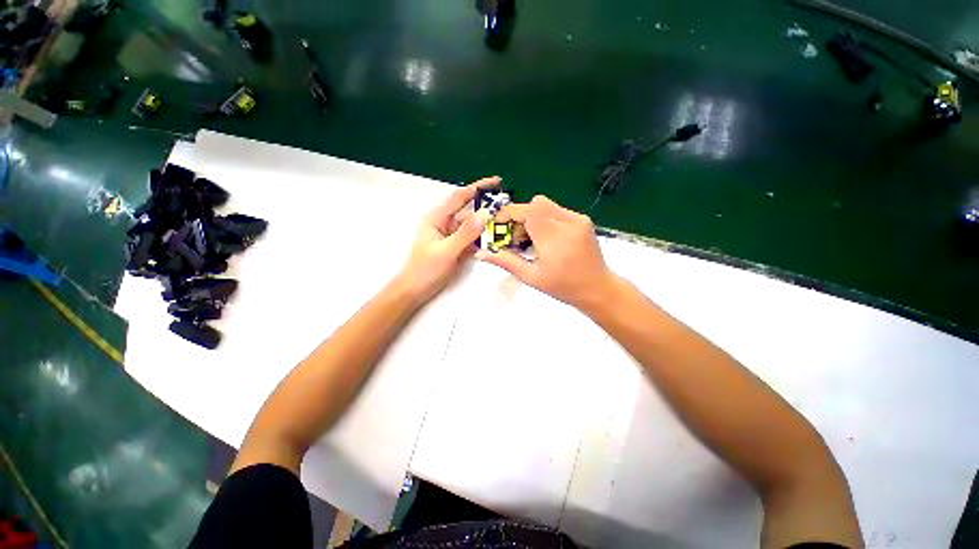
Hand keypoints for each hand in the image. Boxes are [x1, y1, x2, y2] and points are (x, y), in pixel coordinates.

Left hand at [396, 177, 499, 303]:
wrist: (415, 291)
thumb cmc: (425, 270)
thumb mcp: (446, 251)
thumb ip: (466, 233)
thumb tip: (486, 214)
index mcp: (438, 218)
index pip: (460, 197)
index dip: (478, 187)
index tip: (497, 182)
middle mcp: (446, 224)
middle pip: (469, 212)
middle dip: (487, 208)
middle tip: (509, 208)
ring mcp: (453, 237)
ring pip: (473, 227)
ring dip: (488, 225)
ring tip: (507, 224)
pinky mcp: (457, 248)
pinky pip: (473, 239)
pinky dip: (484, 238)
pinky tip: (497, 239)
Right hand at [475, 195, 616, 309]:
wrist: (597, 288)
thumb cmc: (563, 287)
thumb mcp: (531, 276)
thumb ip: (505, 261)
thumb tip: (481, 253)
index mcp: (553, 238)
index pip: (526, 211)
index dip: (507, 214)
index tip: (497, 226)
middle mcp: (567, 222)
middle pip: (535, 204)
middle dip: (520, 216)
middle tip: (516, 237)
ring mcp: (577, 219)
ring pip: (546, 204)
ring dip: (532, 217)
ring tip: (531, 239)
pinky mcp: (583, 219)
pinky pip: (557, 210)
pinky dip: (545, 219)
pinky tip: (546, 238)